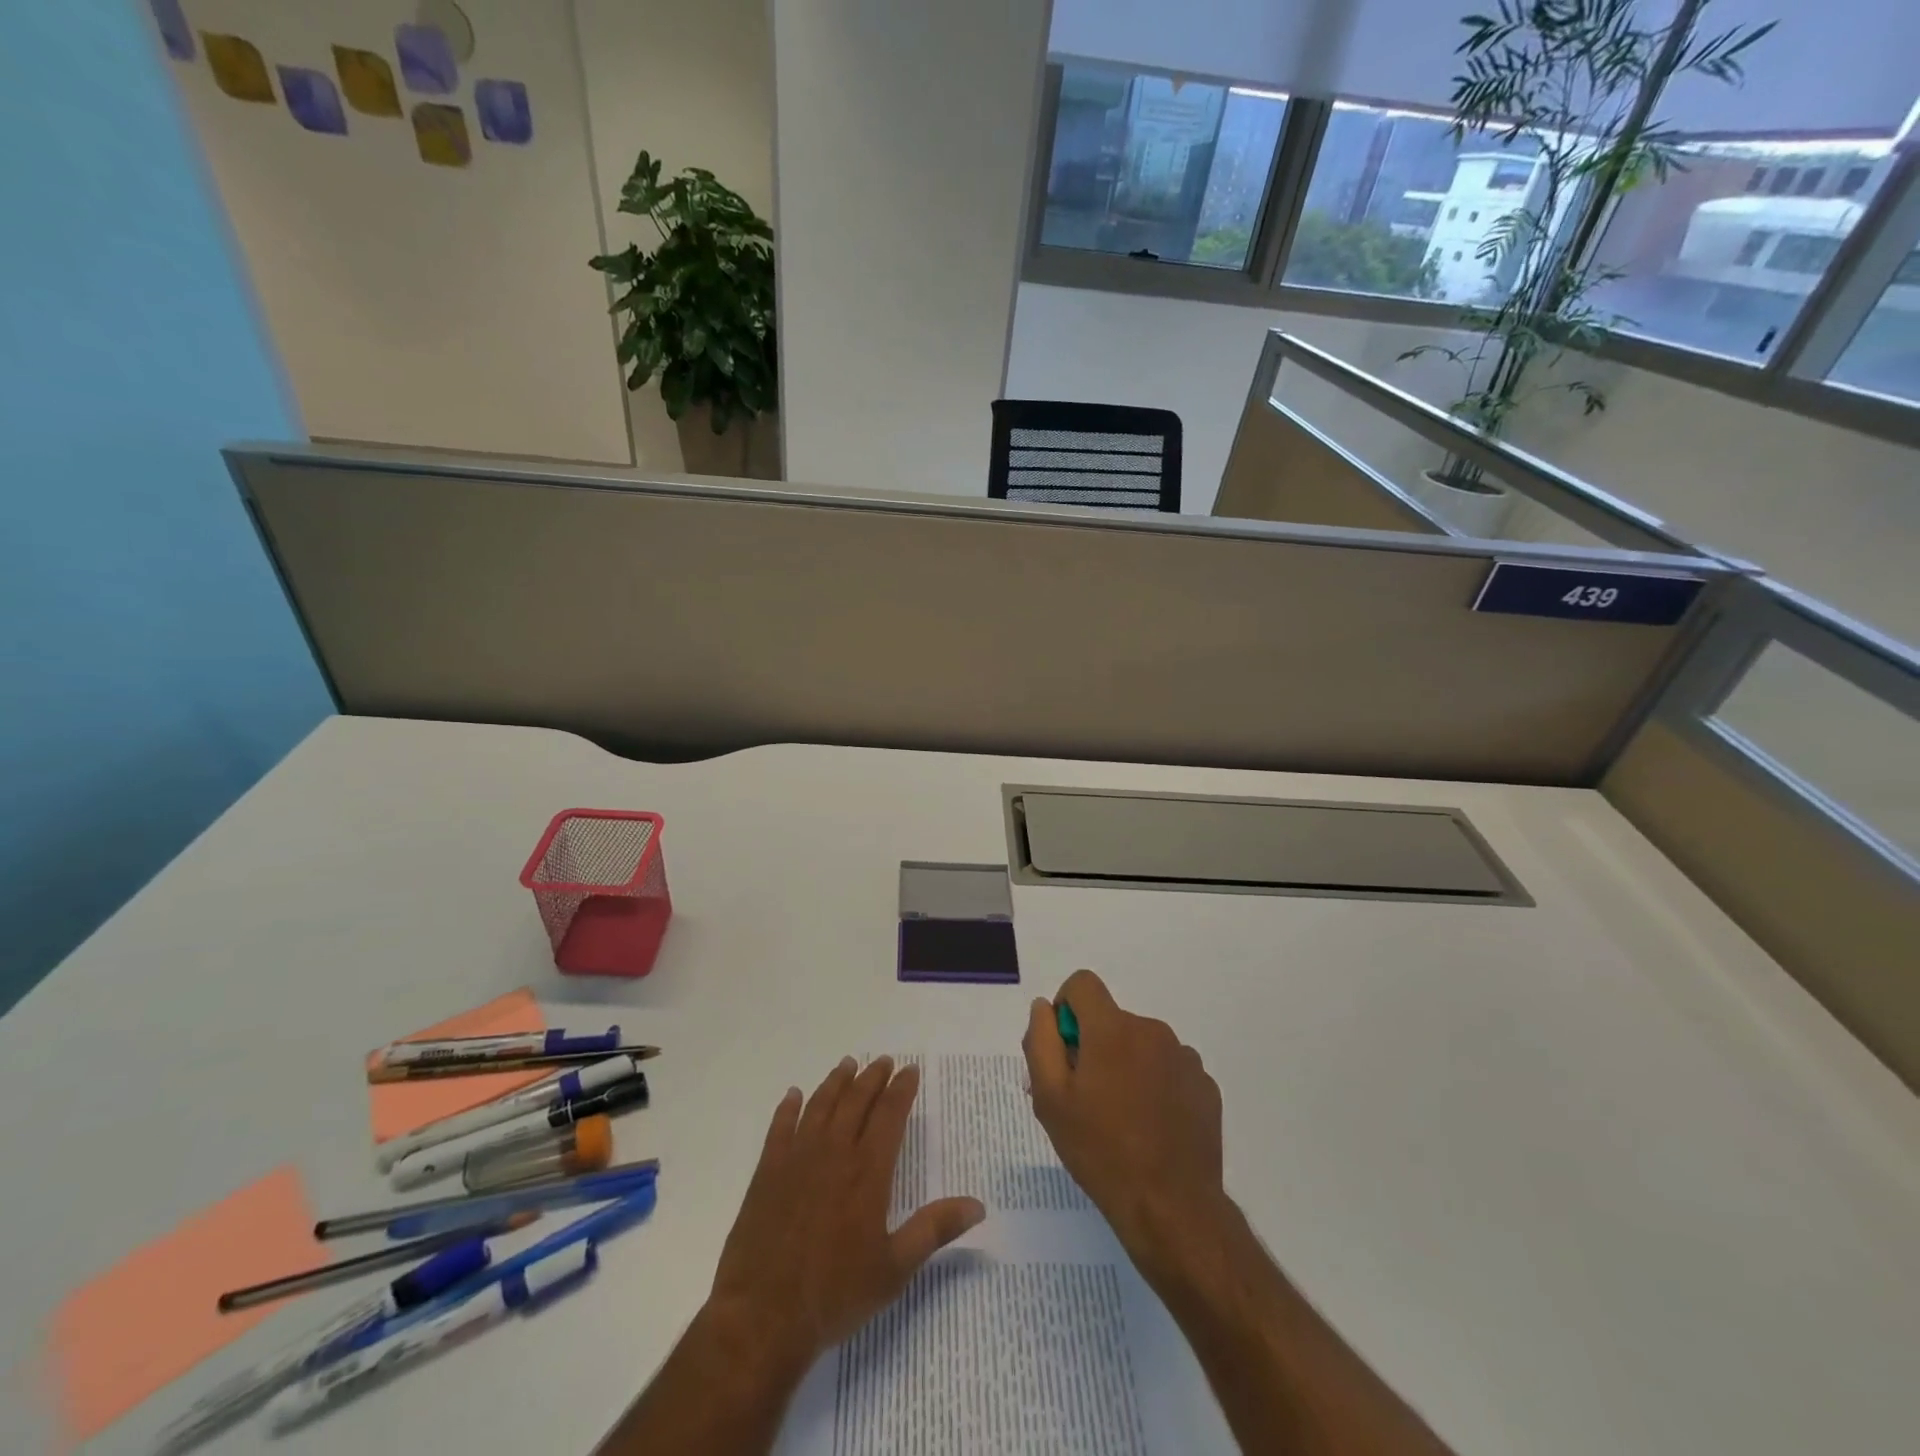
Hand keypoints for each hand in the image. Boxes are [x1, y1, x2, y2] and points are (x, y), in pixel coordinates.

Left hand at [706, 1056, 985, 1371]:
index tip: (910, 1070)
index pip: (889, 1115)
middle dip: (873, 1078)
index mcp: (867, 1172)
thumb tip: (978, 1205)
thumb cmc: (834, 1294)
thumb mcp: (894, 1269)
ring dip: (836, 1082)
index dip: (901, 1090)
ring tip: (847, 1065)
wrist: (763, 1317)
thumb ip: (934, 1230)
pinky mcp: (767, 1173)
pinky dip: (788, 1108)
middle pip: (856, 1102)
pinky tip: (793, 1096)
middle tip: (883, 1061)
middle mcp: (834, 1153)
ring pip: (820, 1106)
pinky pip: (779, 1128)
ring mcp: (797, 1159)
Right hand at [1024, 969, 1226, 1277]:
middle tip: (1086, 1099)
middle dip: (1095, 1046)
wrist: (1171, 1208)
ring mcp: (1184, 1058)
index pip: (1083, 984)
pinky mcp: (1205, 1086)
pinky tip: (1152, 1129)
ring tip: (1121, 1120)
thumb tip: (1044, 1008)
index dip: (1066, 1009)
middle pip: (1111, 1020)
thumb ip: (1041, 1041)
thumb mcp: (1050, 1099)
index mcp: (1112, 1029)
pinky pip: (1169, 1070)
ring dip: (1126, 1066)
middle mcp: (1152, 1030)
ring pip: (1141, 1045)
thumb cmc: (1100, 1151)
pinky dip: (1156, 1086)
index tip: (1065, 1051)